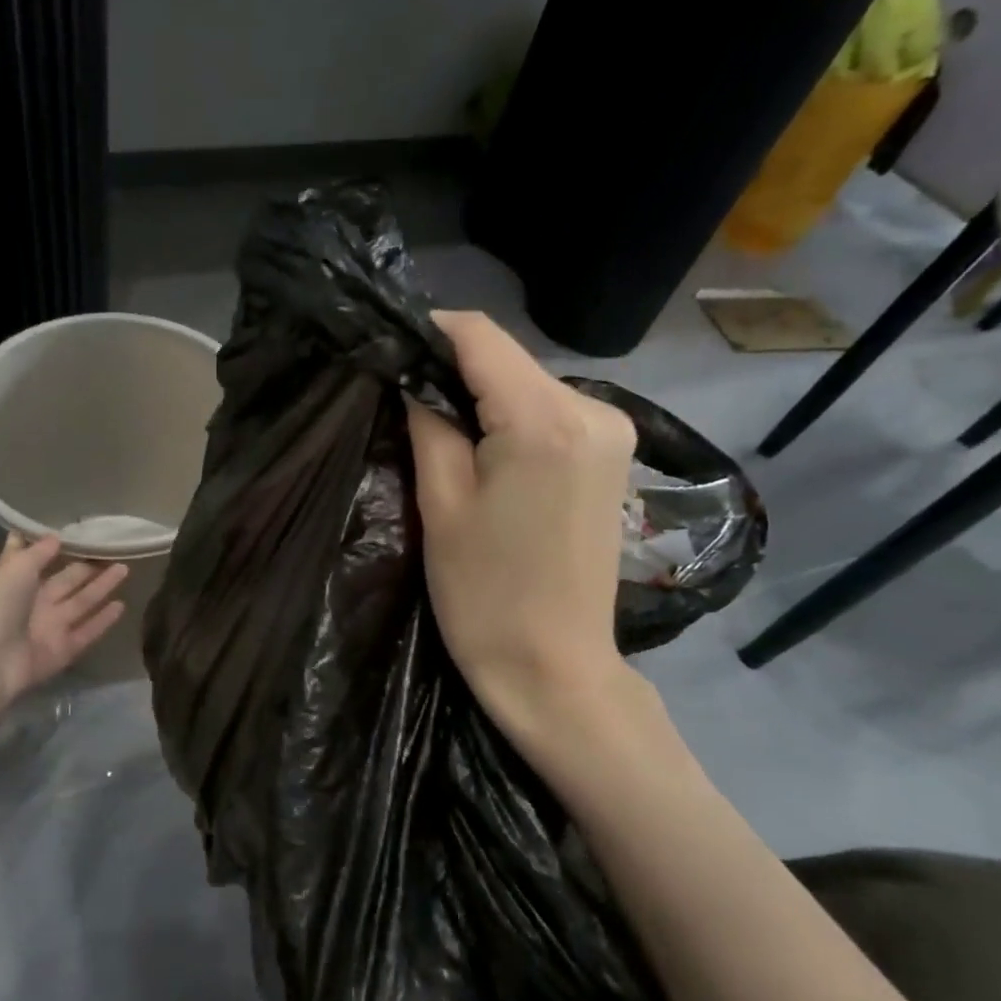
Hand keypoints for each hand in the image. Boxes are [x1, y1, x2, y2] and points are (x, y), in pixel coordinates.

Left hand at [0, 534, 127, 711]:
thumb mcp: (14, 569)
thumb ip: (37, 552)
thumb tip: (56, 536)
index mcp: (19, 582)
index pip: (40, 560)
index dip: (57, 548)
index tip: (80, 531)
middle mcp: (36, 603)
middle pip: (68, 581)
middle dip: (88, 566)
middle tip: (113, 549)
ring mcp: (51, 628)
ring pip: (82, 602)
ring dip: (102, 587)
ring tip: (125, 569)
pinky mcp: (64, 650)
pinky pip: (88, 631)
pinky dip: (103, 620)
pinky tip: (121, 605)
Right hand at [406, 310, 649, 763]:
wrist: (555, 669)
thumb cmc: (485, 595)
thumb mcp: (441, 503)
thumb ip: (428, 423)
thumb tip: (410, 375)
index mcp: (545, 419)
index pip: (480, 335)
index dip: (428, 331)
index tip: (387, 350)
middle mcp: (593, 409)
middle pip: (506, 358)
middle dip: (452, 369)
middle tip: (403, 402)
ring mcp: (612, 431)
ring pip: (526, 383)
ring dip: (480, 395)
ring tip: (438, 433)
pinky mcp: (613, 455)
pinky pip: (549, 411)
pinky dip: (510, 417)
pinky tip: (485, 453)